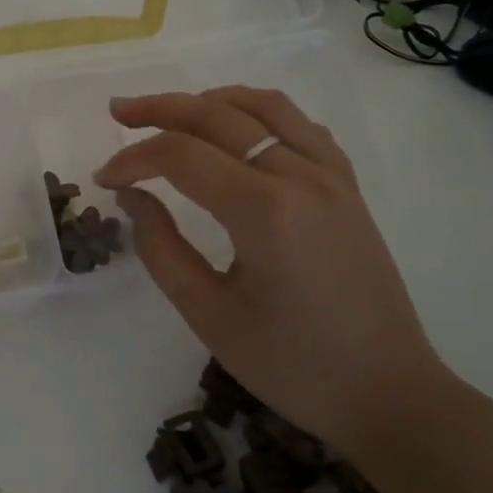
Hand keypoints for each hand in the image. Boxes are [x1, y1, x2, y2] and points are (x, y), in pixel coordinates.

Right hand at [95, 86, 446, 457]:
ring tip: (173, 111)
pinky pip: (301, 126)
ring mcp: (331, 177)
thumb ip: (161, 248)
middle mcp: (301, 177)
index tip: (104, 179)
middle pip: (219, 116)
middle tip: (118, 112)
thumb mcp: (209, 315)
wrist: (387, 393)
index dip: (134, 159)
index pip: (182, 156)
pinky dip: (260, 113)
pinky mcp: (348, 186)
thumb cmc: (292, 365)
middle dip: (161, 109)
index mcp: (264, 212)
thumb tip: (132, 195)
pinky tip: (239, 129)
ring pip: (265, 107)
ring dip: (211, 100)